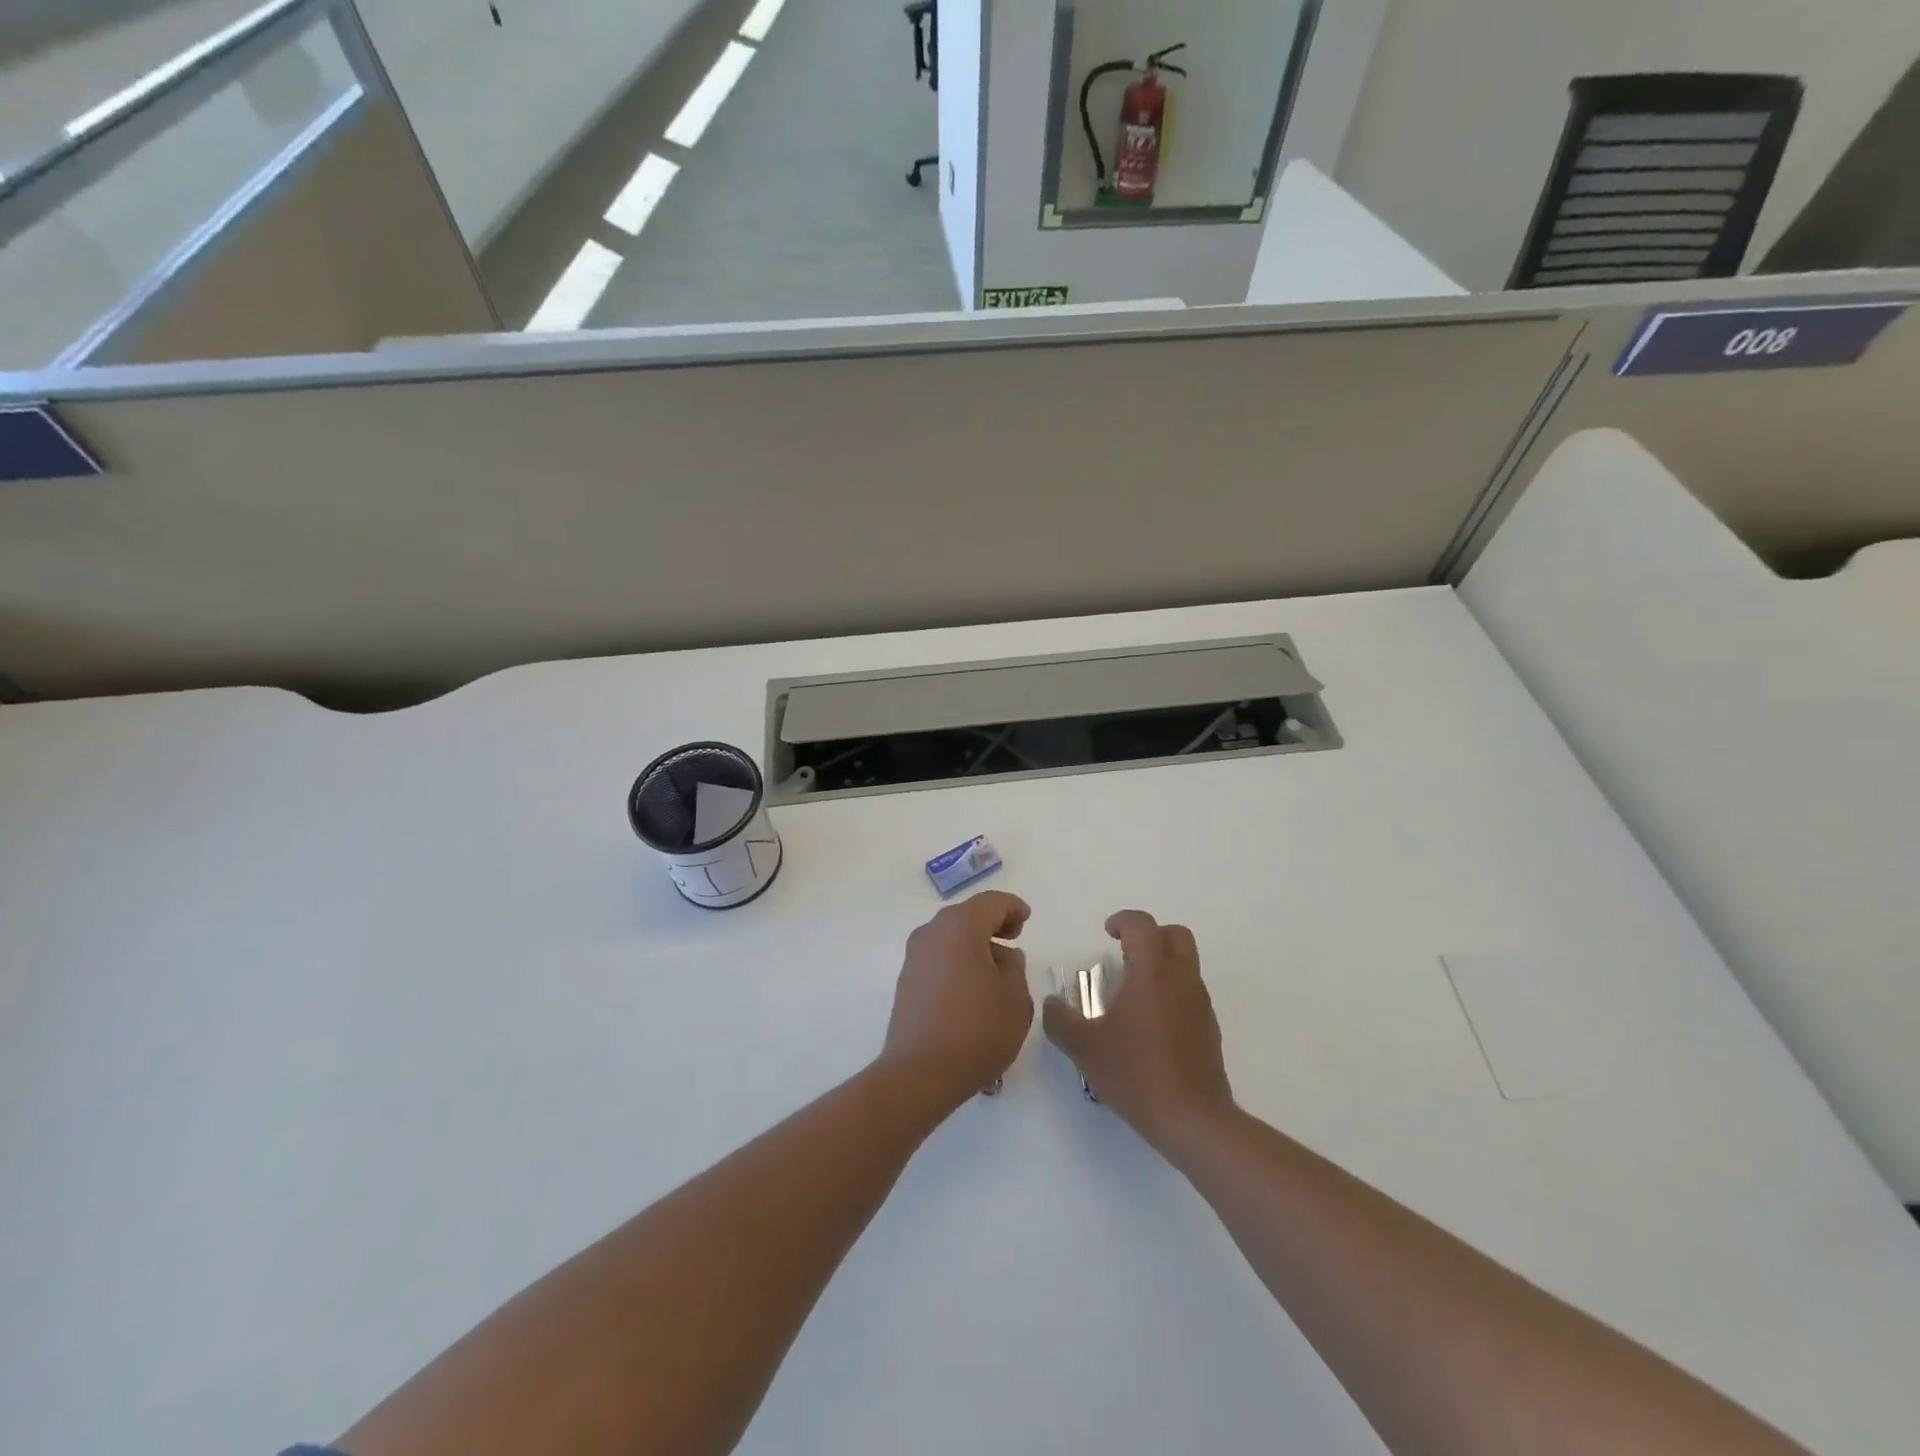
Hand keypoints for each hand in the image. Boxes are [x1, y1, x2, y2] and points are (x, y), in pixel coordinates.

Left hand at [877, 891, 1033, 1114]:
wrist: (919, 1074)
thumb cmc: (976, 1029)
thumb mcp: (1015, 997)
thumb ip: (1014, 968)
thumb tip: (1001, 957)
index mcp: (960, 927)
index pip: (991, 903)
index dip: (1012, 908)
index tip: (1026, 920)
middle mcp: (931, 933)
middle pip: (967, 916)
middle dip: (992, 925)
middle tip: (1014, 940)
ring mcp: (914, 958)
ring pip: (950, 937)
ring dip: (974, 945)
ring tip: (996, 971)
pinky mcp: (906, 982)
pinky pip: (938, 959)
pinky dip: (958, 962)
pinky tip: (972, 989)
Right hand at [1043, 910, 1234, 1150]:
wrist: (1193, 1119)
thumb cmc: (1136, 1073)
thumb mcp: (1085, 1048)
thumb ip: (1061, 1021)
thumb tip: (1051, 1004)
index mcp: (1151, 972)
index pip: (1142, 925)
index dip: (1123, 921)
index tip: (1107, 932)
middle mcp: (1180, 979)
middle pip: (1176, 934)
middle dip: (1151, 934)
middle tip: (1126, 951)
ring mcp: (1199, 1003)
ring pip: (1187, 963)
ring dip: (1162, 963)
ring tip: (1134, 991)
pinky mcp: (1209, 1028)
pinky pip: (1191, 992)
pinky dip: (1172, 991)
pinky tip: (1151, 1023)